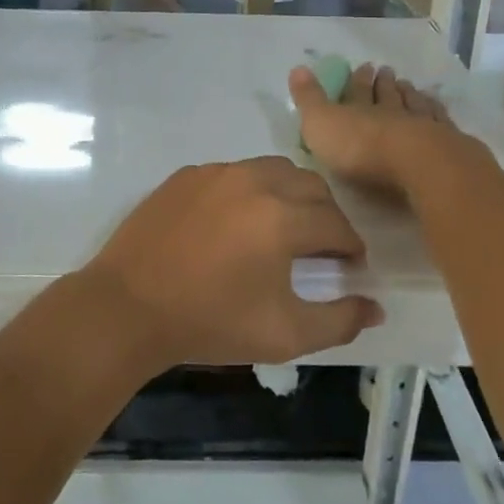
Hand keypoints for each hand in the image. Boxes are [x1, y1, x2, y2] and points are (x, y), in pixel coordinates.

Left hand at [80, 157, 383, 367]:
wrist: (129, 307)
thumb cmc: (211, 322)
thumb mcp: (283, 334)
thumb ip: (338, 320)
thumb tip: (375, 306)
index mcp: (283, 218)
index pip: (336, 223)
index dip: (351, 246)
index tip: (351, 263)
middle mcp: (254, 181)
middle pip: (311, 185)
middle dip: (326, 213)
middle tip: (322, 245)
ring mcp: (216, 172)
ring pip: (272, 169)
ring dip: (290, 193)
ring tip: (282, 226)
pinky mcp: (186, 174)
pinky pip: (233, 172)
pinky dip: (249, 190)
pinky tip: (235, 222)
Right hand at [289, 62, 460, 194]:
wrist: (418, 165)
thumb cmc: (362, 148)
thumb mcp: (321, 124)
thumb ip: (309, 99)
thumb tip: (297, 68)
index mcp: (360, 110)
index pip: (358, 91)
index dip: (358, 79)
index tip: (363, 66)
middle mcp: (392, 112)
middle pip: (388, 95)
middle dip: (385, 83)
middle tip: (387, 70)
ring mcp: (423, 126)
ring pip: (415, 105)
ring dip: (411, 95)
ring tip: (410, 86)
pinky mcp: (448, 143)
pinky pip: (441, 121)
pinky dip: (437, 111)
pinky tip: (438, 108)